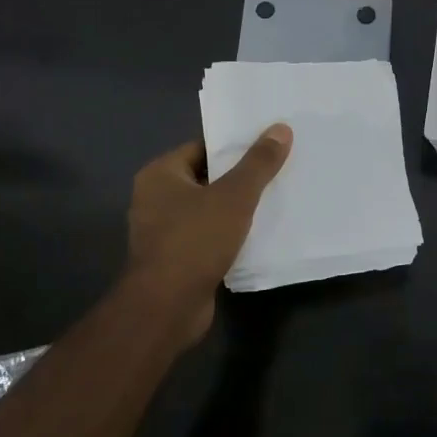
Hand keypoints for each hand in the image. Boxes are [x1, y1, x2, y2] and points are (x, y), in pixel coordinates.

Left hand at [120, 125, 291, 345]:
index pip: (202, 147)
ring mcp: (163, 231)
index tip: (268, 143)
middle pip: (207, 177)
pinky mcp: (176, 259)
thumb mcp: (234, 196)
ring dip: (237, 208)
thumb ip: (258, 163)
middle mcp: (155, 198)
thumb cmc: (194, 241)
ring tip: (276, 198)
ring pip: (209, 209)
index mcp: (160, 174)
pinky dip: (229, 234)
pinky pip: (208, 236)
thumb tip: (280, 128)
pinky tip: (259, 233)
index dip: (235, 145)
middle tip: (279, 169)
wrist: (167, 308)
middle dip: (240, 177)